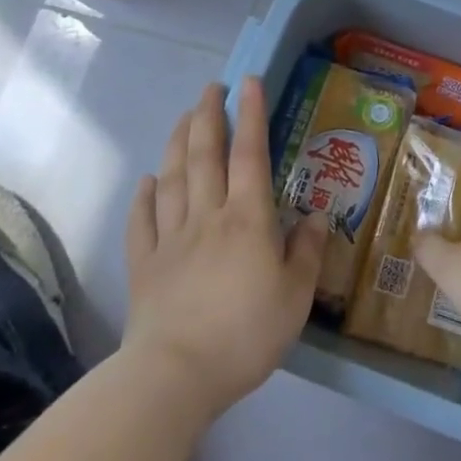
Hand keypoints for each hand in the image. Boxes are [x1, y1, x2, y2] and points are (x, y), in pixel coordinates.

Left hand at [122, 79, 327, 419]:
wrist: (174, 378)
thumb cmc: (244, 334)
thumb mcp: (295, 296)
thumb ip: (308, 251)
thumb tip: (318, 215)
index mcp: (247, 218)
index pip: (250, 153)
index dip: (251, 114)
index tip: (248, 82)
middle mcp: (207, 216)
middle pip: (204, 155)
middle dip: (208, 115)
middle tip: (210, 88)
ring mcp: (171, 239)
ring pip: (172, 178)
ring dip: (176, 142)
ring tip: (182, 116)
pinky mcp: (144, 266)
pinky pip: (142, 221)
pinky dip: (144, 196)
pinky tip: (148, 181)